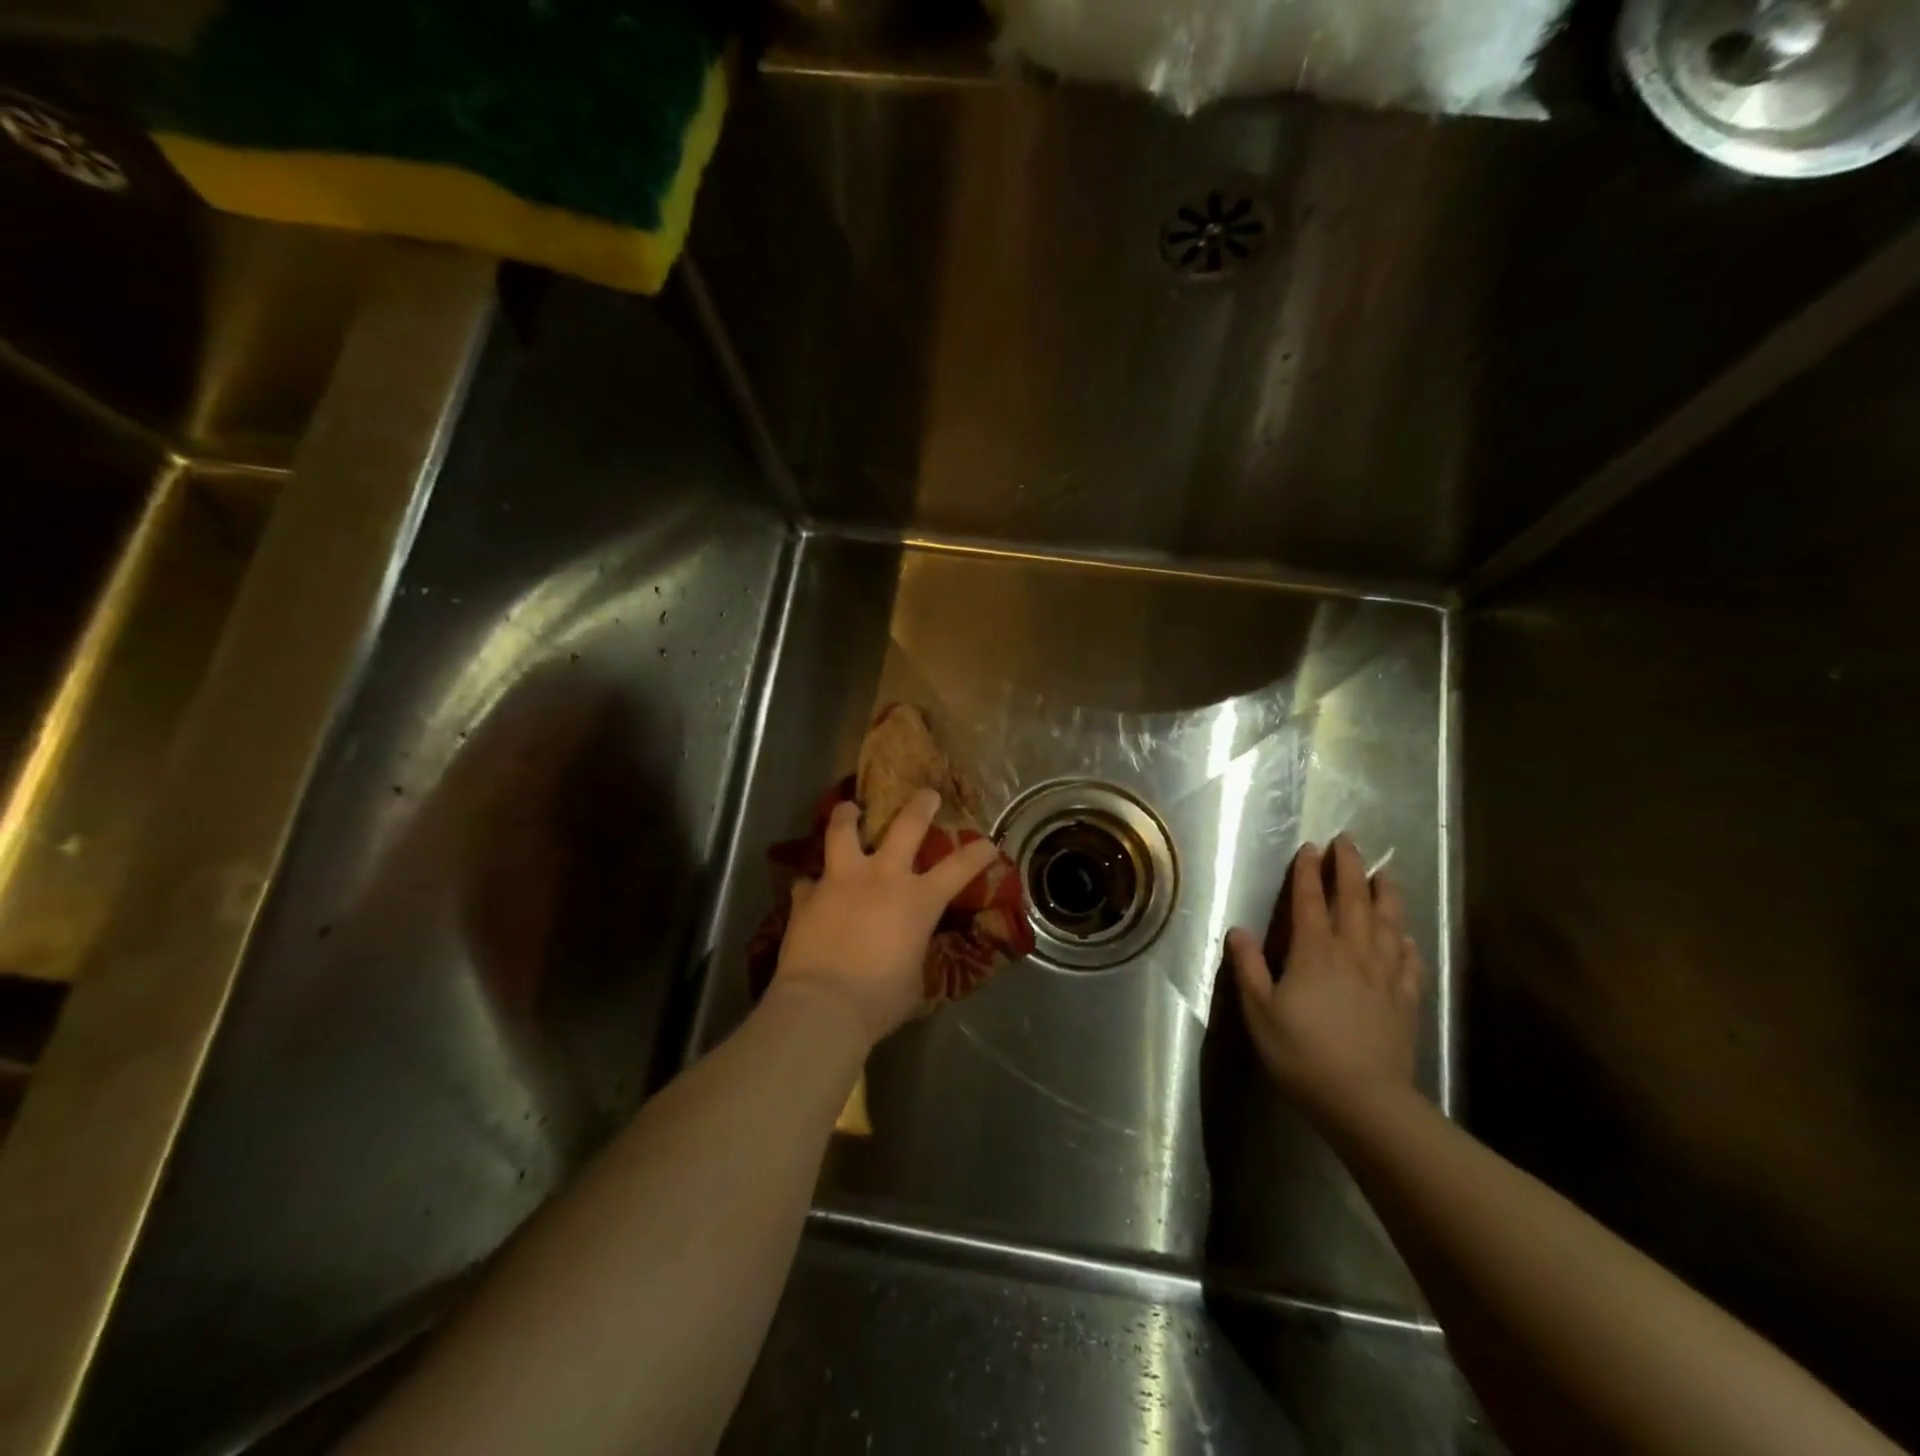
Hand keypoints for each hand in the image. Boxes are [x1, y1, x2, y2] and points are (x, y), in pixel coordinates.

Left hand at [773, 787, 1001, 1046]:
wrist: (823, 1006)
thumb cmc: (879, 1000)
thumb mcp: (914, 977)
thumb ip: (915, 951)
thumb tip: (910, 946)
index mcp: (918, 901)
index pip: (959, 868)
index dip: (978, 853)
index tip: (988, 843)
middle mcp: (882, 878)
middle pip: (905, 826)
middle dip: (919, 805)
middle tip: (926, 794)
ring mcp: (841, 881)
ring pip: (843, 831)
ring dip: (848, 816)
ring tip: (849, 808)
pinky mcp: (807, 896)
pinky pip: (809, 880)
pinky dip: (813, 883)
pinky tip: (812, 889)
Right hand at [1226, 835, 1426, 1113]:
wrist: (1364, 1101)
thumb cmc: (1302, 1054)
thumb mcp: (1260, 1012)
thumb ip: (1249, 968)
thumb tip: (1238, 930)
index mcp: (1314, 953)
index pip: (1310, 902)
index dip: (1309, 873)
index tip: (1310, 847)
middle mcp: (1353, 954)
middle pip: (1354, 902)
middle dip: (1350, 869)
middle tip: (1349, 842)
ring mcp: (1384, 977)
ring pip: (1388, 925)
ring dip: (1386, 896)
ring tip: (1385, 875)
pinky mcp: (1405, 1001)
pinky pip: (1409, 963)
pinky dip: (1407, 944)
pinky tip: (1407, 938)